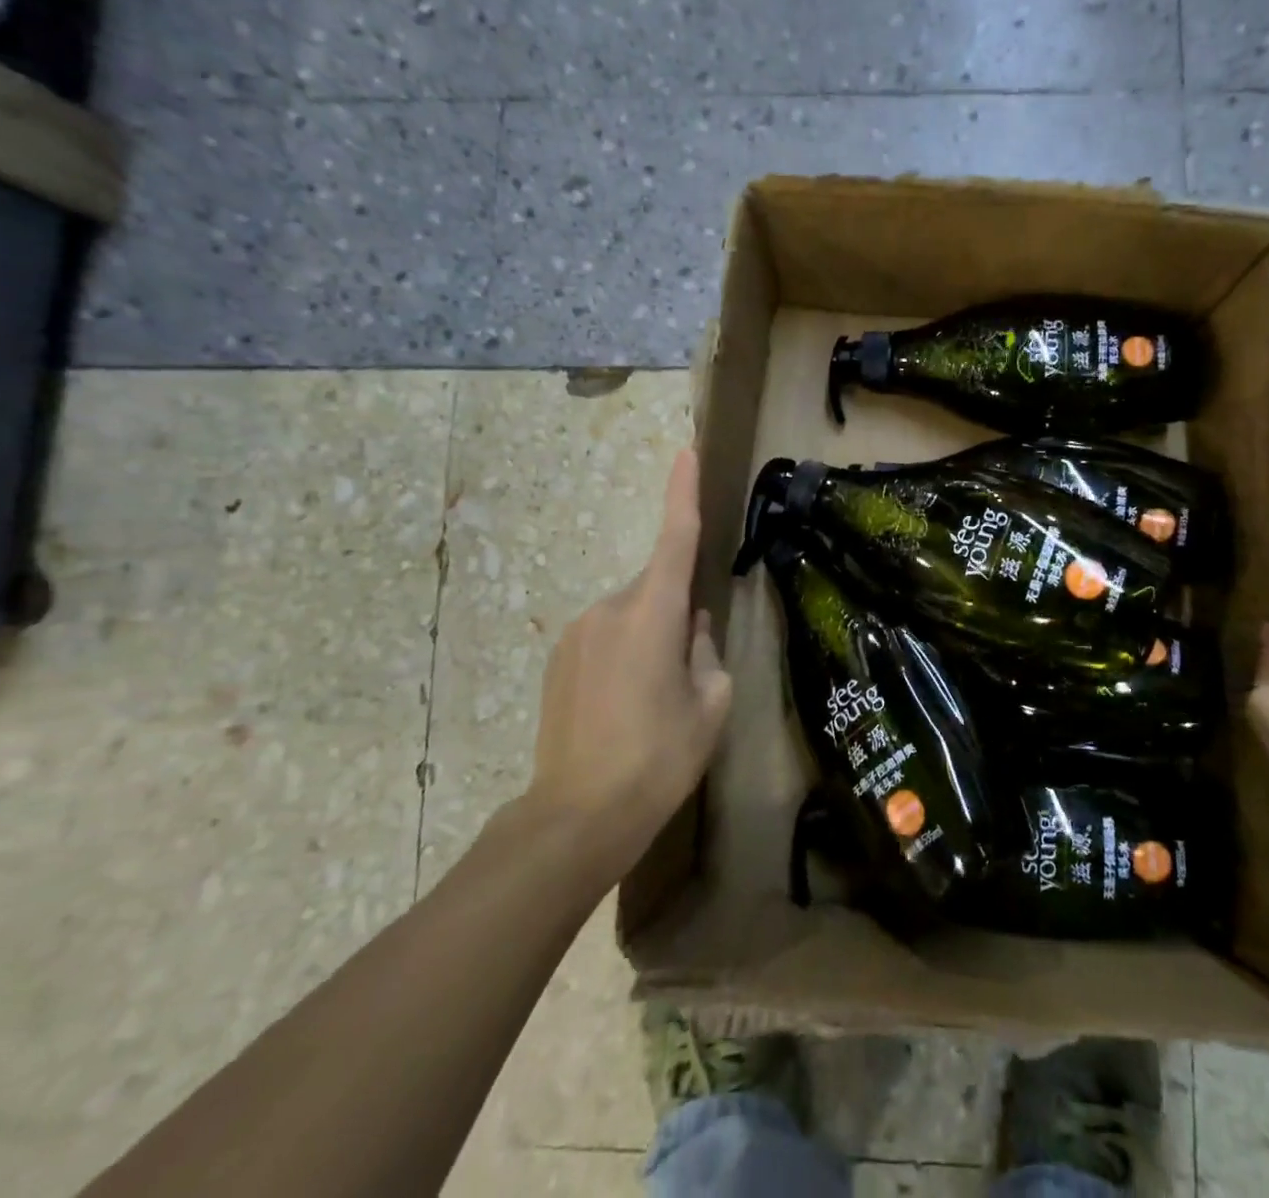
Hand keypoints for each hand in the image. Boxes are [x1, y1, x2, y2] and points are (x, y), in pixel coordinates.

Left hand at [518, 447, 731, 880]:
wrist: (577, 815)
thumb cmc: (658, 757)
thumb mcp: (710, 703)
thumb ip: (705, 650)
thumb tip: (691, 626)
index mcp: (651, 614)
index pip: (674, 538)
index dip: (681, 493)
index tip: (684, 452)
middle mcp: (608, 609)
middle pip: (656, 588)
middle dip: (677, 612)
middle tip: (689, 672)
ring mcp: (576, 633)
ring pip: (630, 614)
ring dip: (650, 637)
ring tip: (654, 699)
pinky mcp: (558, 657)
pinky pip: (605, 636)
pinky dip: (625, 653)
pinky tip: (626, 706)